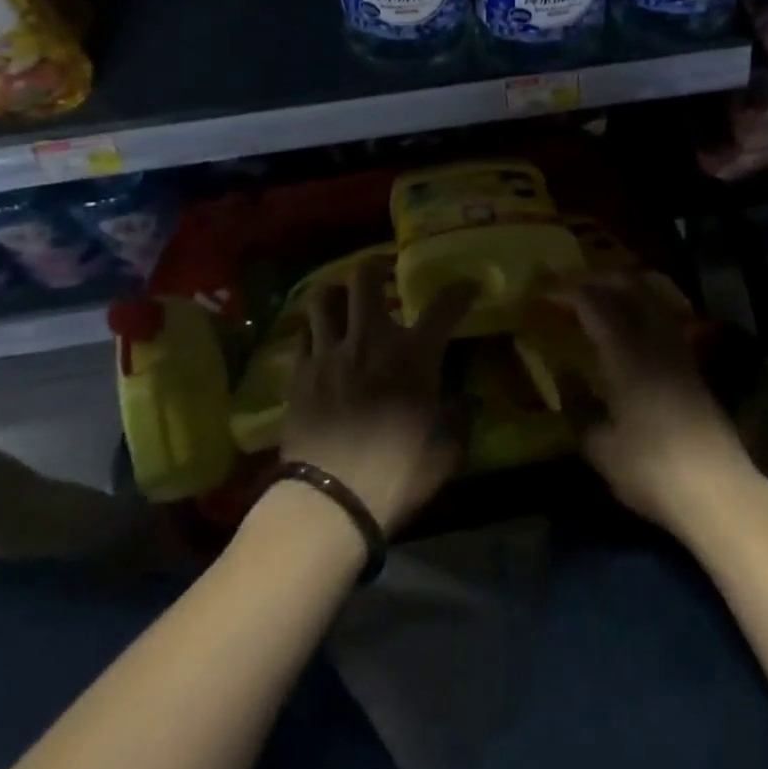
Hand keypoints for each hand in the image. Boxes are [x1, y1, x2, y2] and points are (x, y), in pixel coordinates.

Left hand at [280, 256, 474, 533]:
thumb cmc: (397, 474)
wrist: (330, 500)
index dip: (460, 291)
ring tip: (344, 299)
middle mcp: (370, 340)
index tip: (468, 287)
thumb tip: (468, 400)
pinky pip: (303, 335)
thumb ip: (460, 419)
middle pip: (365, 280)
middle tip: (384, 273)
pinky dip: (314, 331)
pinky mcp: (299, 374)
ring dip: (336, 292)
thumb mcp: (446, 452)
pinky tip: (320, 341)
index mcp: (413, 355)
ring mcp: (329, 353)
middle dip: (376, 268)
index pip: (444, 307)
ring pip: (323, 298)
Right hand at [561, 275, 761, 540]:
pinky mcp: (695, 370)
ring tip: (603, 300)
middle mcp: (655, 342)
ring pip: (654, 301)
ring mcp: (680, 353)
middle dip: (602, 279)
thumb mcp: (602, 449)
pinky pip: (666, 322)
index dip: (570, 292)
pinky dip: (646, 313)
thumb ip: (582, 417)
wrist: (718, 492)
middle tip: (575, 286)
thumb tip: (570, 397)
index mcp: (626, 353)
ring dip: (628, 292)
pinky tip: (633, 333)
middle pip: (632, 288)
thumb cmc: (651, 468)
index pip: (595, 304)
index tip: (548, 291)